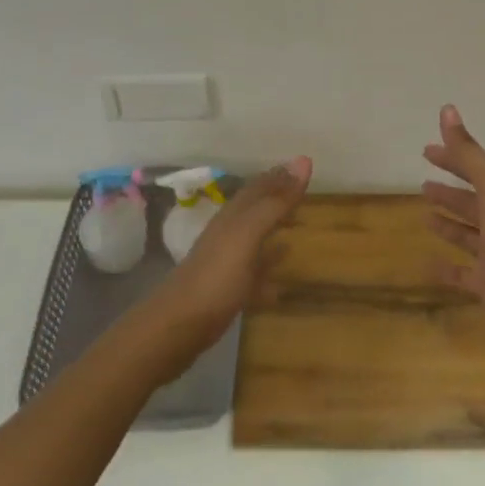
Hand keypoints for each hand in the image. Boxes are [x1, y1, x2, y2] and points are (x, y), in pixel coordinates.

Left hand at [158, 157, 311, 353]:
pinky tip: (281, 280)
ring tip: (298, 225)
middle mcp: (230, 233)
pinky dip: (268, 268)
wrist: (179, 325)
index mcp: (234, 216)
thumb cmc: (217, 275)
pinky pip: (254, 272)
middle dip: (278, 197)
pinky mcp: (228, 290)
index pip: (260, 186)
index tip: (305, 165)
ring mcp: (227, 261)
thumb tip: (304, 160)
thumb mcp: (248, 234)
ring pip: (256, 237)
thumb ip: (275, 202)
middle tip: (303, 190)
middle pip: (257, 208)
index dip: (281, 175)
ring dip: (274, 228)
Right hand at [422, 106, 484, 360]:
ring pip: (468, 234)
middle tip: (422, 184)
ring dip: (449, 223)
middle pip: (472, 201)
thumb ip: (468, 152)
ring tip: (425, 216)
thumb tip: (447, 108)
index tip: (426, 151)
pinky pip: (464, 273)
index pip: (475, 169)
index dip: (453, 158)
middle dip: (450, 191)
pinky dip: (447, 268)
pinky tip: (429, 265)